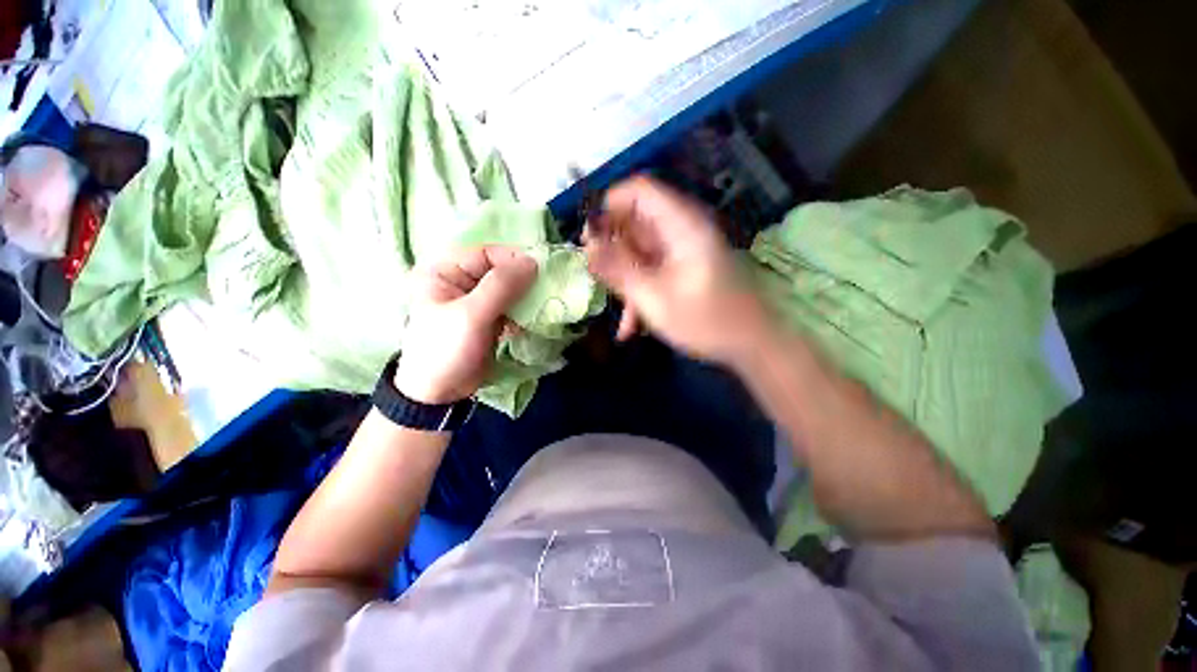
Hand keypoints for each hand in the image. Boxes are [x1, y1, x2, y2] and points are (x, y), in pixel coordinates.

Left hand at [395, 246, 536, 403]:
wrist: (440, 393)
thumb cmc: (447, 350)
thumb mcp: (472, 315)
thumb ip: (501, 286)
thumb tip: (532, 262)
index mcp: (446, 271)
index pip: (486, 253)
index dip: (514, 259)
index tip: (540, 271)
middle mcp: (461, 281)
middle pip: (500, 270)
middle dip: (524, 279)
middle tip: (547, 288)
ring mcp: (477, 301)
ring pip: (509, 289)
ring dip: (527, 296)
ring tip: (543, 305)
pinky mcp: (489, 318)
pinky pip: (511, 306)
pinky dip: (524, 310)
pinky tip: (533, 319)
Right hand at [584, 176, 770, 365]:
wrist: (752, 346)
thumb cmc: (706, 321)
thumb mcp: (654, 298)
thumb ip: (618, 270)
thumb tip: (587, 248)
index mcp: (681, 225)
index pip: (639, 190)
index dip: (609, 206)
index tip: (589, 237)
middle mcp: (683, 230)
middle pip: (636, 222)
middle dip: (611, 248)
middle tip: (595, 275)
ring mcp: (684, 251)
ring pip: (641, 251)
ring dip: (624, 278)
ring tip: (617, 312)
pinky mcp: (684, 269)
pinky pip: (653, 270)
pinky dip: (640, 291)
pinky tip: (632, 326)